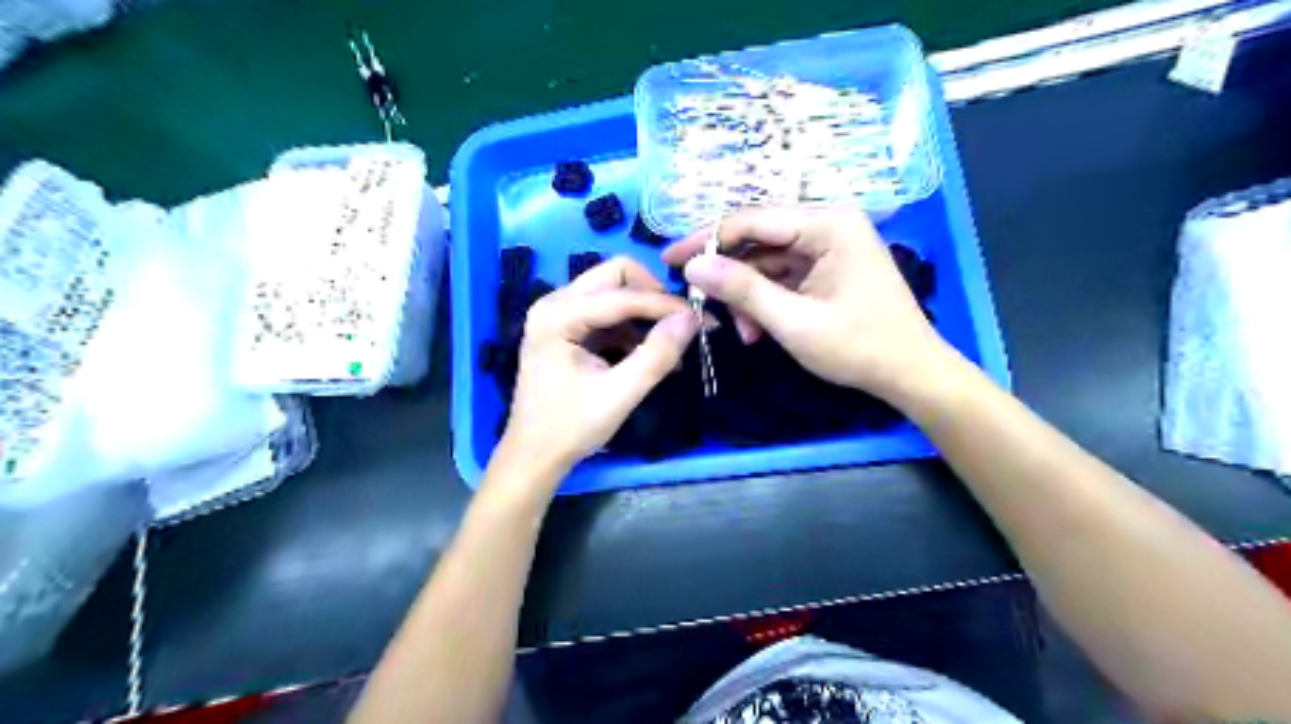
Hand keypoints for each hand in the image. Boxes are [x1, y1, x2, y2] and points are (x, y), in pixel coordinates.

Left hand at [500, 257, 701, 473]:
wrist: (534, 456)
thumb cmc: (570, 428)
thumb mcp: (619, 395)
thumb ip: (656, 356)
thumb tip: (692, 319)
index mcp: (559, 315)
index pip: (623, 294)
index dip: (666, 305)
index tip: (703, 320)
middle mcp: (555, 302)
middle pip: (616, 276)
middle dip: (654, 298)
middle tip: (683, 324)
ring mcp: (559, 313)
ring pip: (614, 292)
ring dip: (645, 314)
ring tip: (670, 348)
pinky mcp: (567, 328)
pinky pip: (608, 312)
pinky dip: (632, 328)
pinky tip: (650, 355)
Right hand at [671, 207, 949, 403]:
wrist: (910, 373)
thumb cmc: (858, 347)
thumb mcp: (794, 321)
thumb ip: (743, 290)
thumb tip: (692, 266)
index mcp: (828, 224)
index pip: (752, 220)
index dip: (706, 239)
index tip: (670, 260)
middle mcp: (828, 224)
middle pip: (758, 238)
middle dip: (729, 274)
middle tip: (699, 299)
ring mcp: (828, 245)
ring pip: (767, 261)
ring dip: (748, 295)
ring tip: (744, 332)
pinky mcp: (826, 267)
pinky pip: (782, 275)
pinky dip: (765, 301)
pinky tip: (758, 330)